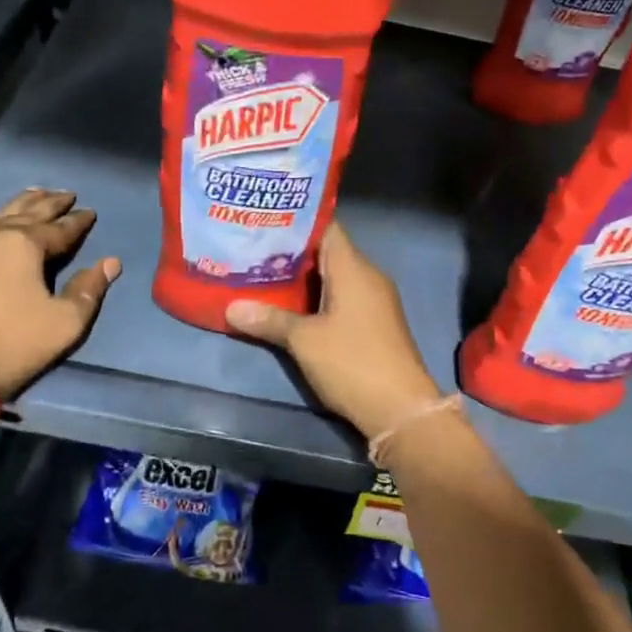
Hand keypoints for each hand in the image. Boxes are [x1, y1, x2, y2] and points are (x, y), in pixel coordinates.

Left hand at [0, 189, 119, 399]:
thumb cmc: (14, 344)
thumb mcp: (66, 322)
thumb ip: (89, 289)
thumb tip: (111, 262)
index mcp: (25, 243)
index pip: (60, 227)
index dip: (79, 221)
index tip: (91, 212)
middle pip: (27, 211)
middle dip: (50, 202)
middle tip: (66, 194)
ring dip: (20, 205)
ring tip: (34, 195)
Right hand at [225, 222, 441, 440]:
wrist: (400, 408)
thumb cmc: (351, 362)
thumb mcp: (304, 341)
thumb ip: (269, 319)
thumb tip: (231, 308)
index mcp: (353, 268)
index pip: (326, 228)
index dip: (295, 223)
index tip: (264, 223)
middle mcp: (368, 276)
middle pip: (327, 252)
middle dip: (292, 253)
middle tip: (252, 251)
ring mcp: (374, 301)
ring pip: (334, 278)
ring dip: (303, 279)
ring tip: (262, 276)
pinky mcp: (375, 323)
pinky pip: (343, 298)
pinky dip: (318, 299)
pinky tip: (291, 307)